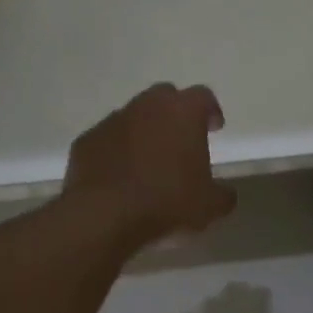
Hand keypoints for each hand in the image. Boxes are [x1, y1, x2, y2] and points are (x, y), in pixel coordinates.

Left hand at [64, 84, 236, 249]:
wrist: (105, 215)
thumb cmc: (167, 202)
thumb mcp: (210, 206)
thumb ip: (223, 194)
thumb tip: (225, 193)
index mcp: (183, 112)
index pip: (203, 97)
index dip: (210, 111)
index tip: (214, 129)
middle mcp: (147, 106)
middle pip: (165, 97)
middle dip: (175, 114)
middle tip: (181, 140)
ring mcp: (112, 120)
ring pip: (133, 116)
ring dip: (143, 131)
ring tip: (148, 162)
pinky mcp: (87, 140)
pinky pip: (108, 139)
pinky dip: (116, 150)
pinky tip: (119, 175)